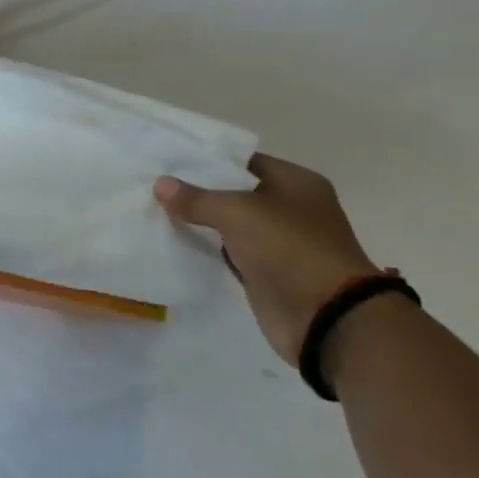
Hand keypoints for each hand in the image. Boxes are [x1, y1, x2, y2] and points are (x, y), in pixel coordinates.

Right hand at [154, 155, 380, 365]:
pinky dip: (205, 250)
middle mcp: (289, 209)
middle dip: (196, 192)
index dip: (206, 160)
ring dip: (198, 222)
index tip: (167, 161)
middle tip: (153, 185)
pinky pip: (227, 253)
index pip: (243, 161)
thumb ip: (197, 198)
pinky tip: (173, 241)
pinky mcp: (264, 272)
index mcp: (296, 183)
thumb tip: (161, 184)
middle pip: (233, 193)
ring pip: (228, 225)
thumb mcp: (238, 213)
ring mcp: (278, 243)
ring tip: (153, 210)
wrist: (326, 318)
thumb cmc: (290, 249)